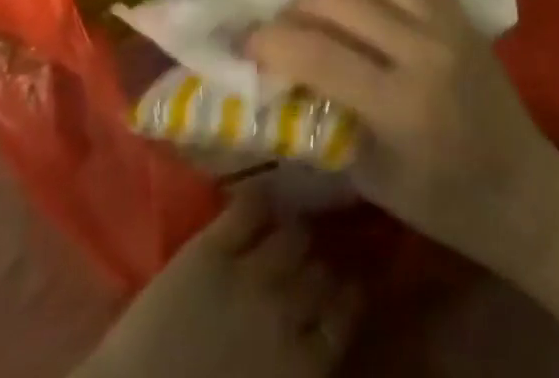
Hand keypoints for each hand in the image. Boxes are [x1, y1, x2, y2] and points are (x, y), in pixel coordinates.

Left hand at [74, 191, 358, 377]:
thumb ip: (299, 369)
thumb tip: (317, 345)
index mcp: (304, 367)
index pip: (345, 315)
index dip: (347, 295)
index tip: (347, 283)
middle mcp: (287, 311)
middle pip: (321, 271)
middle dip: (321, 263)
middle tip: (316, 257)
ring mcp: (249, 273)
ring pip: (293, 235)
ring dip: (295, 232)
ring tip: (292, 226)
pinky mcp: (211, 247)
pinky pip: (249, 208)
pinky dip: (261, 199)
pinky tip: (263, 197)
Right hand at [245, 0, 558, 326]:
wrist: (527, 191)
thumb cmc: (446, 204)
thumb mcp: (373, 178)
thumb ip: (327, 121)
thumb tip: (281, 81)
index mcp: (400, 105)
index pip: (319, 54)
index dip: (273, 42)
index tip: (248, 41)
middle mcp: (422, 51)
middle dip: (297, 8)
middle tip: (280, 26)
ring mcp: (445, 23)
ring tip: (320, 5)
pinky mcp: (459, 10)